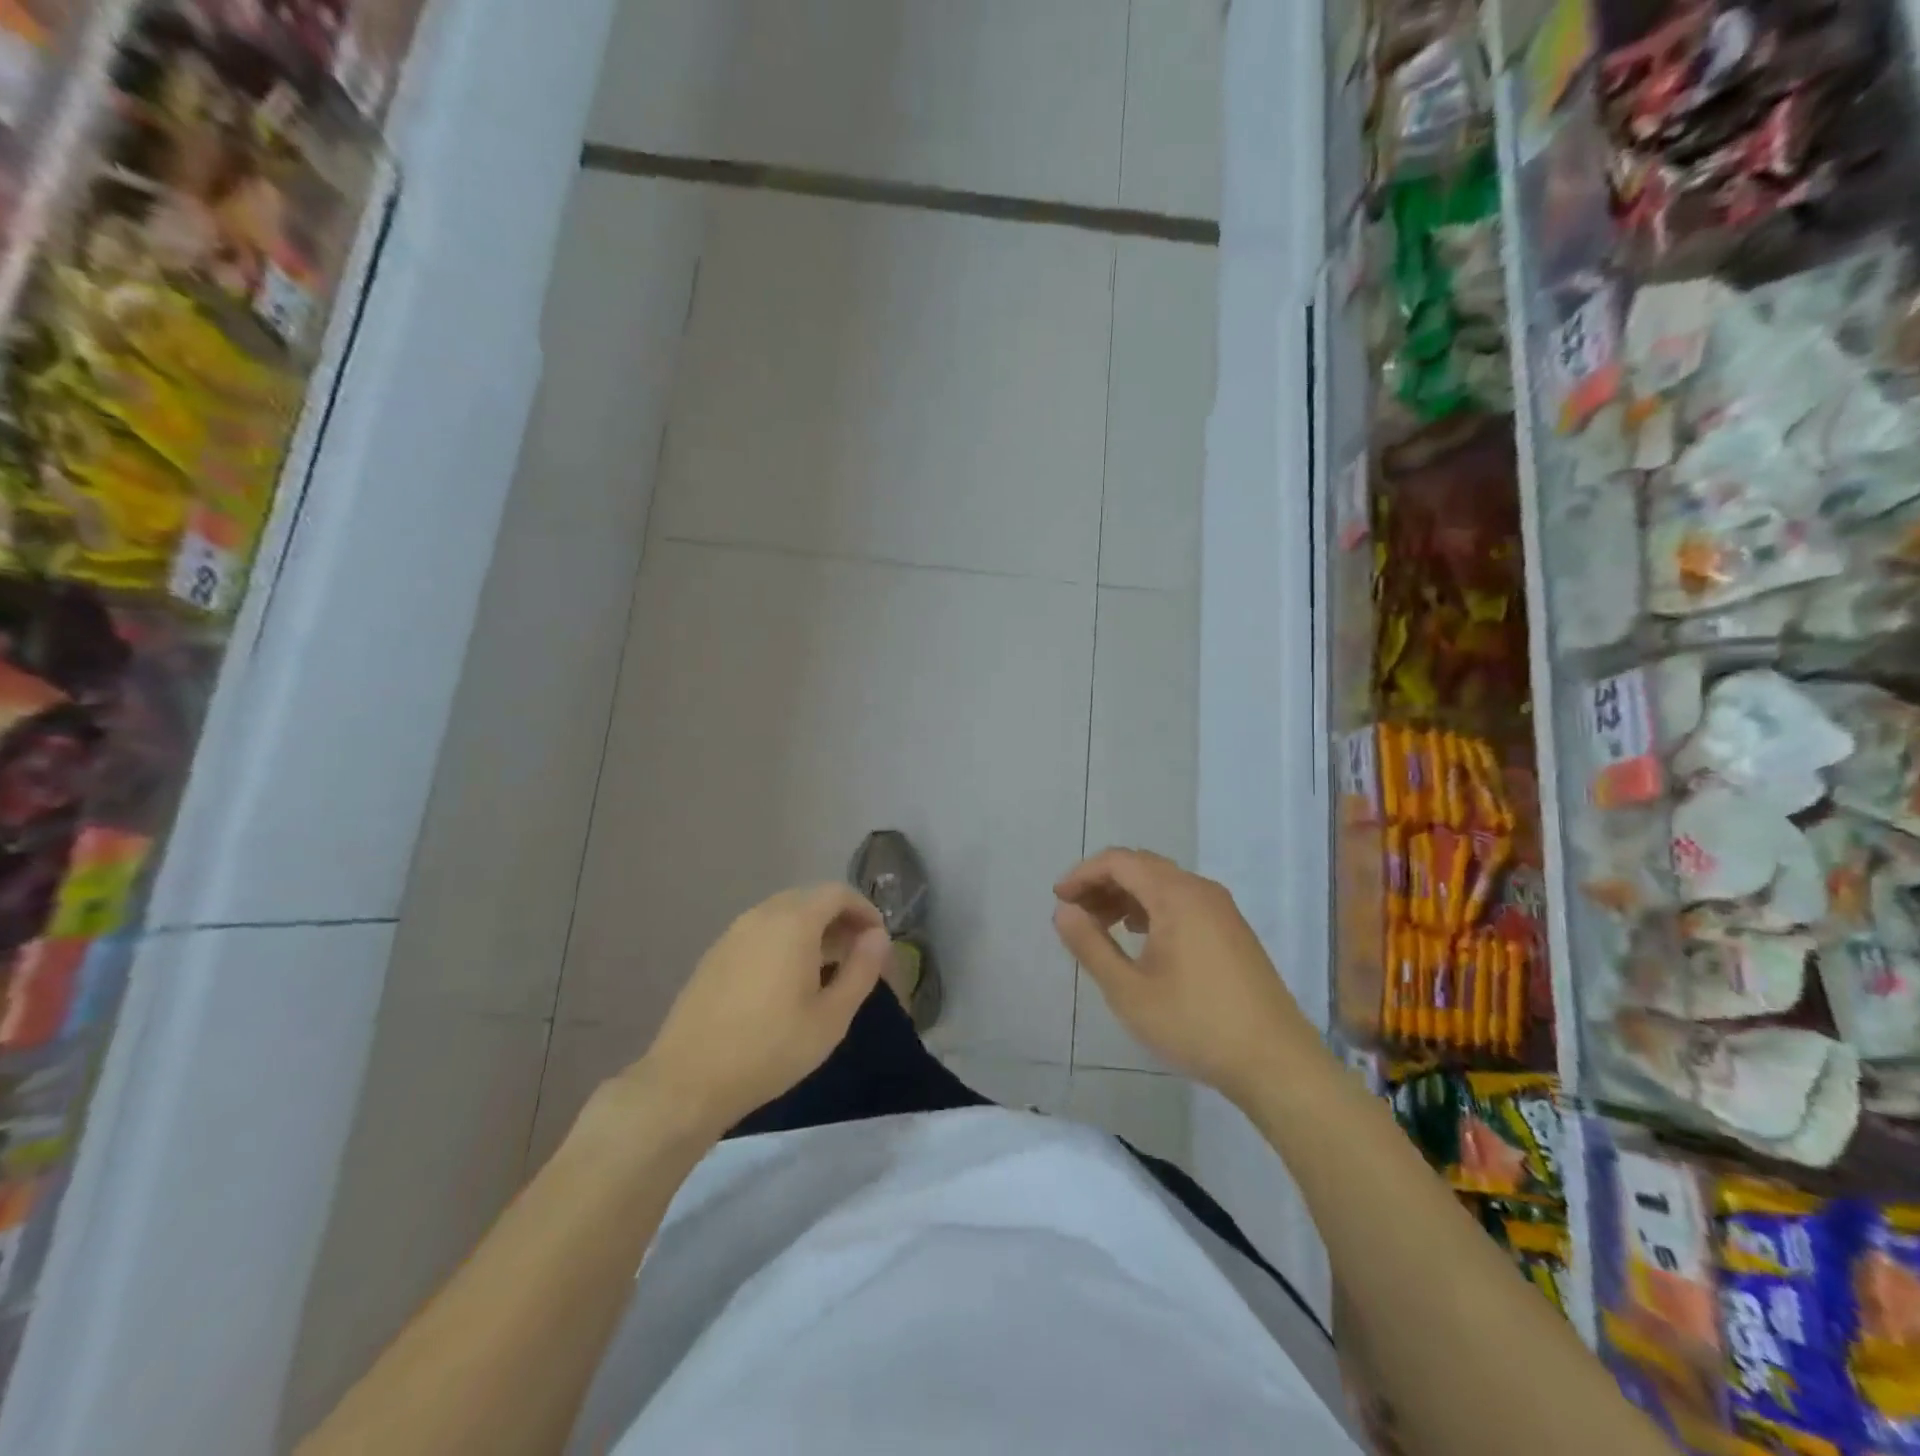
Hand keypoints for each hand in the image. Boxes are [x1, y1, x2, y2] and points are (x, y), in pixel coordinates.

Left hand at [626, 885, 889, 1140]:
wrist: (688, 1081)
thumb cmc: (770, 1049)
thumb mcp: (831, 1017)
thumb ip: (861, 970)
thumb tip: (878, 937)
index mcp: (793, 923)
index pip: (838, 892)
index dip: (865, 910)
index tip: (878, 941)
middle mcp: (762, 915)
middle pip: (811, 898)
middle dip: (840, 919)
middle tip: (858, 955)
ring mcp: (734, 932)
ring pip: (784, 914)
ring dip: (813, 929)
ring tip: (828, 969)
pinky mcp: (716, 953)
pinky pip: (761, 931)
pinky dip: (785, 940)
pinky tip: (788, 980)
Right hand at [1053, 849, 1314, 1103]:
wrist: (1275, 1063)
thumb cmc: (1194, 1024)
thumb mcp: (1128, 990)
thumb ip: (1090, 946)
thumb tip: (1063, 911)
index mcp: (1176, 895)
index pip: (1119, 861)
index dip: (1083, 874)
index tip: (1059, 899)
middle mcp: (1201, 890)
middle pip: (1142, 867)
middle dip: (1103, 884)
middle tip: (1075, 914)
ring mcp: (1222, 910)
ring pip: (1163, 884)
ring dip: (1127, 897)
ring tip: (1101, 927)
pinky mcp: (1233, 931)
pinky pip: (1183, 902)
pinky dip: (1153, 909)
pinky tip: (1141, 938)